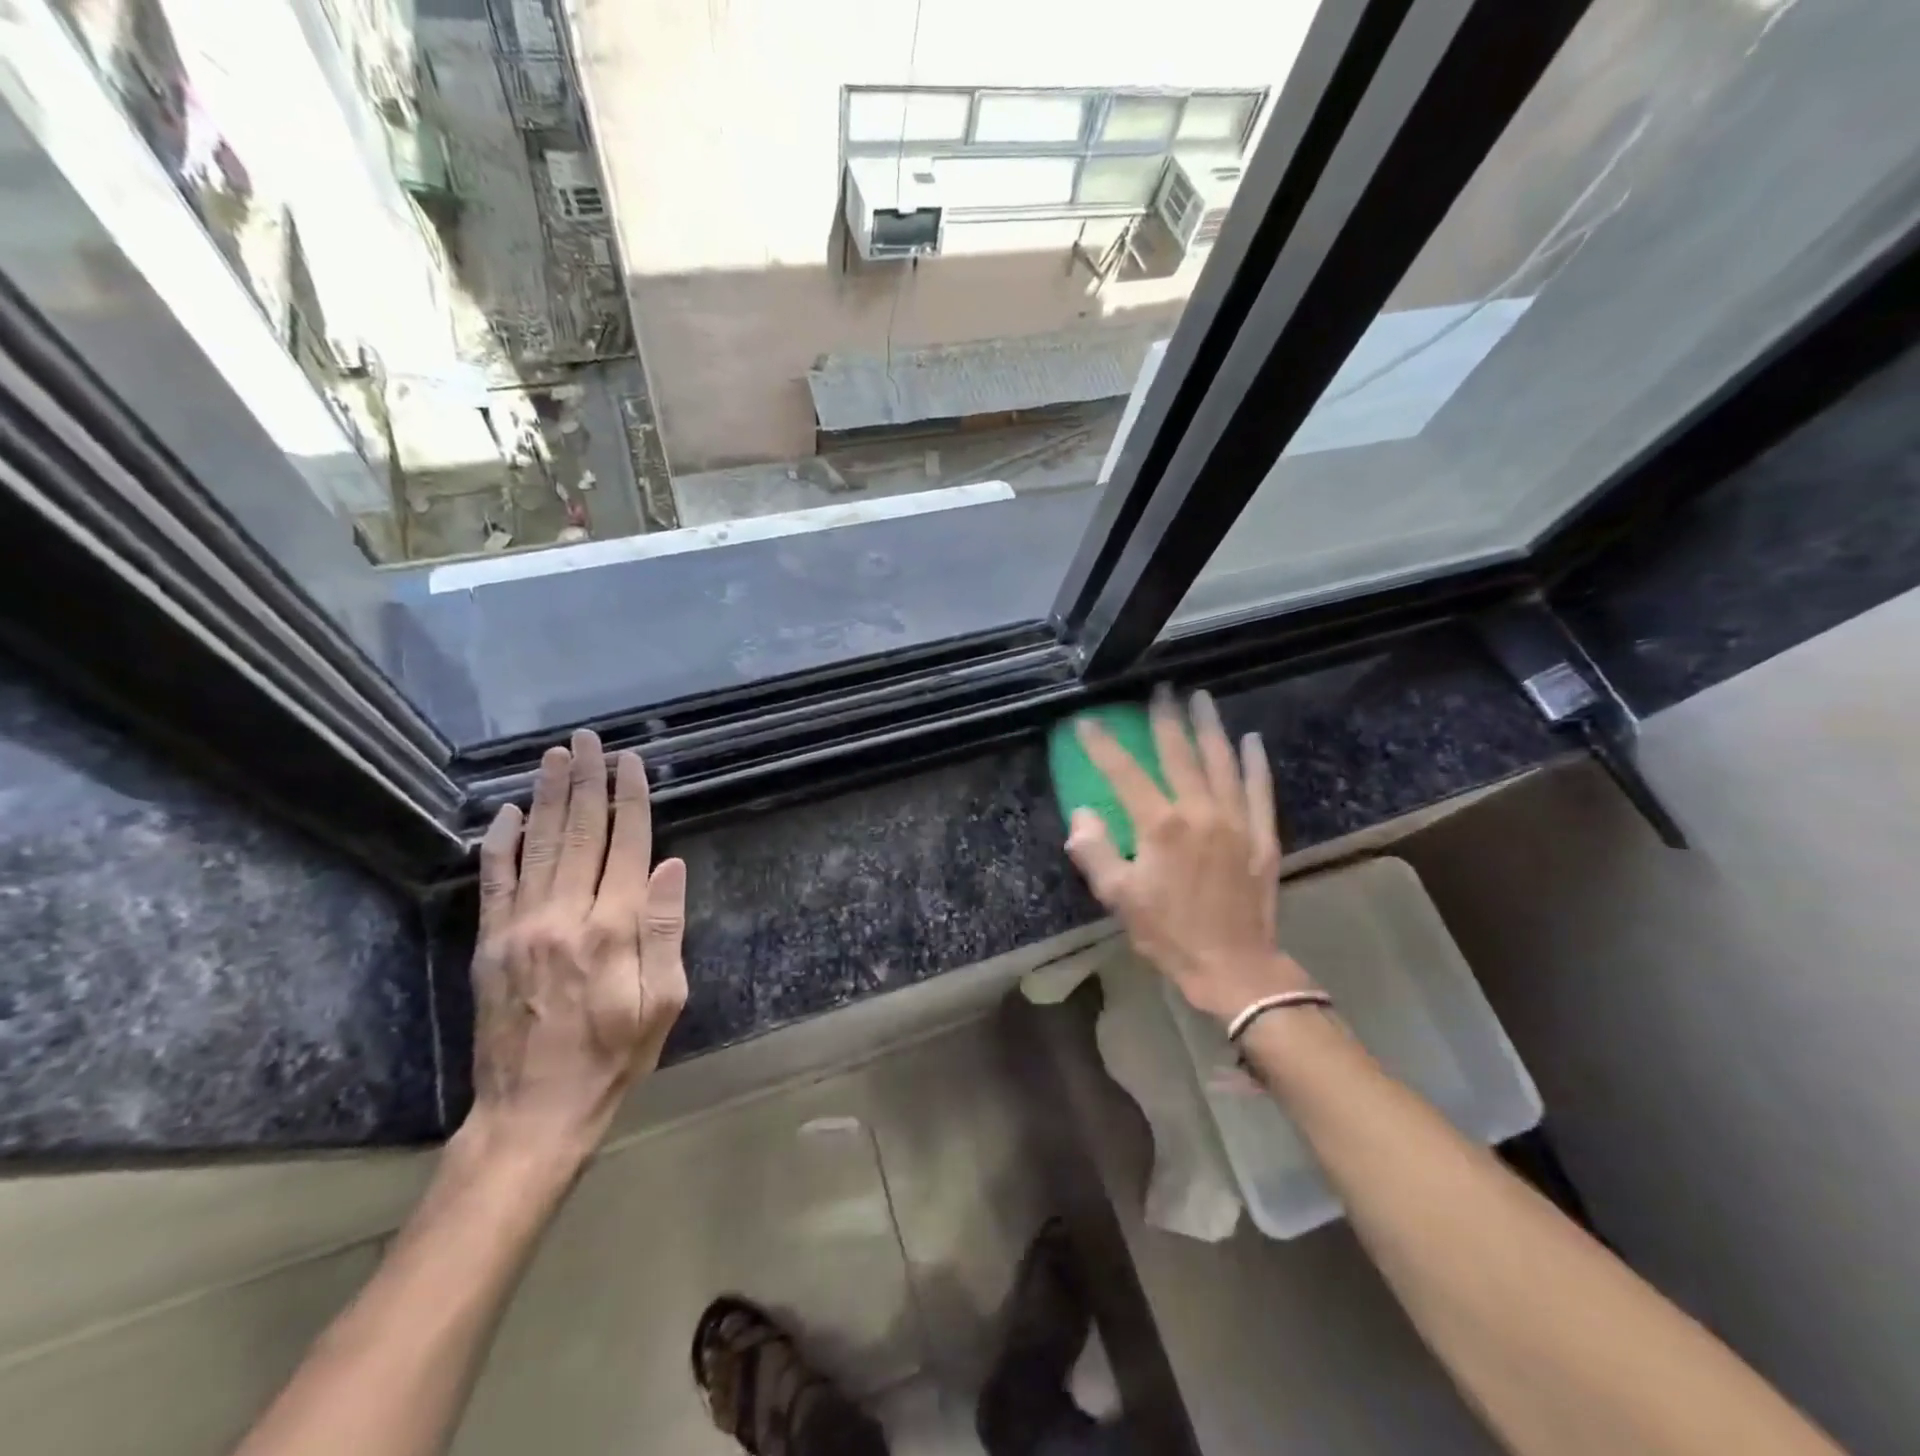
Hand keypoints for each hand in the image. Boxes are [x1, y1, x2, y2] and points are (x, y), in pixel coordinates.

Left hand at [460, 730, 687, 1172]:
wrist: (533, 1112)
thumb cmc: (614, 1057)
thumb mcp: (664, 1002)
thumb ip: (666, 930)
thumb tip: (670, 867)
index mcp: (613, 929)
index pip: (626, 845)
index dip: (630, 799)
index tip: (630, 762)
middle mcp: (566, 915)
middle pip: (579, 832)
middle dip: (586, 781)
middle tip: (587, 740)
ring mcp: (521, 927)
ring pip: (538, 845)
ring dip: (547, 797)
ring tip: (555, 757)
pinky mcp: (491, 943)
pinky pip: (496, 881)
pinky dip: (501, 842)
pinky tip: (507, 812)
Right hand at [1065, 689, 1313, 1023]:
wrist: (1234, 968)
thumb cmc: (1169, 934)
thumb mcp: (1119, 898)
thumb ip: (1095, 851)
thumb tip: (1081, 814)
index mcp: (1161, 826)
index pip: (1125, 773)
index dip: (1102, 745)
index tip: (1087, 723)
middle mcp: (1201, 812)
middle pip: (1179, 754)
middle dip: (1165, 719)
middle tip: (1160, 690)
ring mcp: (1237, 820)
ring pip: (1222, 761)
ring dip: (1209, 727)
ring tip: (1201, 698)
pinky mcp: (1263, 835)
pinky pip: (1260, 789)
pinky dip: (1255, 762)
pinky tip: (1251, 740)